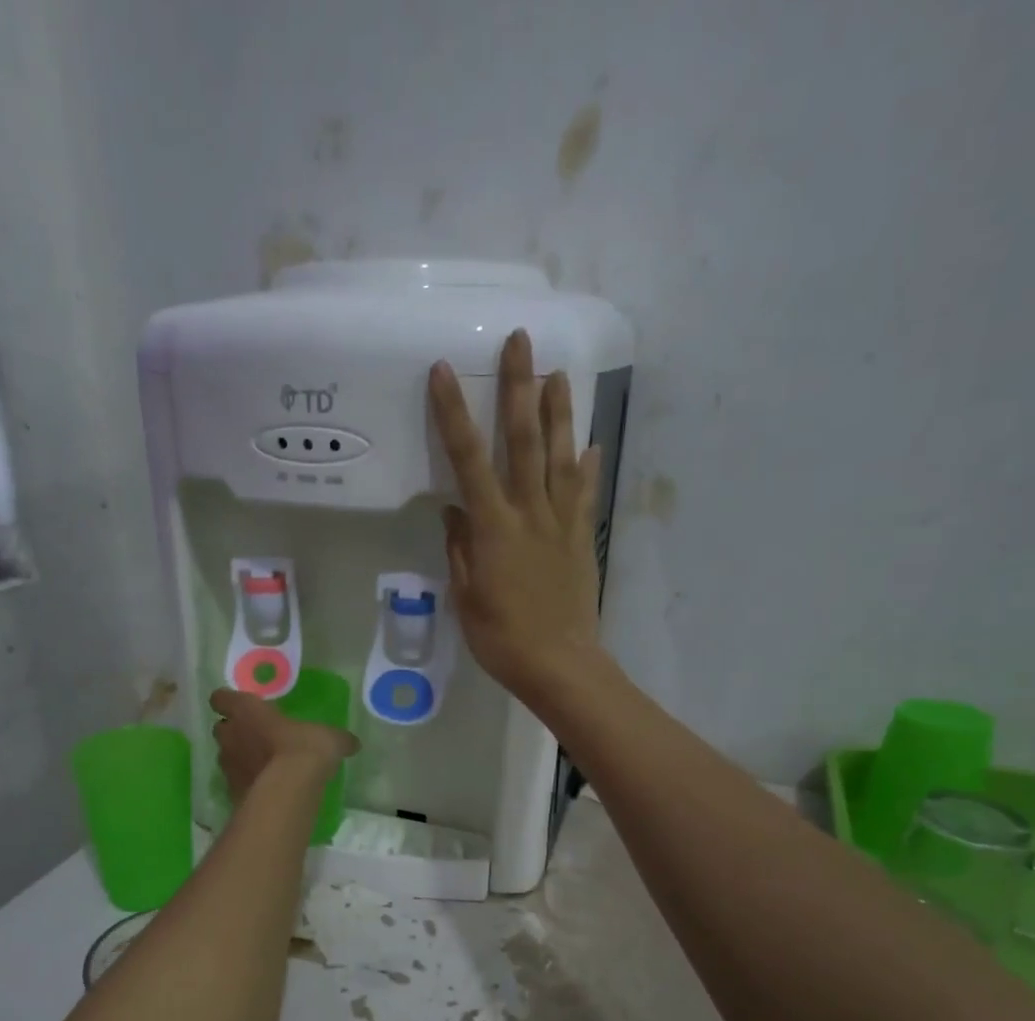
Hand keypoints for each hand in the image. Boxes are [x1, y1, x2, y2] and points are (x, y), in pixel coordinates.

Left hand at [210, 689, 358, 802]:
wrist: (288, 792)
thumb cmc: (304, 749)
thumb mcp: (329, 738)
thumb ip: (337, 739)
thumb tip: (352, 743)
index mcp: (247, 711)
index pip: (222, 698)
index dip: (228, 700)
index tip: (241, 705)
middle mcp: (231, 735)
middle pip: (221, 728)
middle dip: (234, 731)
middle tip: (256, 736)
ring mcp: (228, 766)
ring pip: (226, 756)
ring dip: (239, 758)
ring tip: (262, 764)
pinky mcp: (231, 792)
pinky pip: (235, 782)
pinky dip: (246, 783)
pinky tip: (265, 788)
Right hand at [428, 329, 607, 700]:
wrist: (559, 664)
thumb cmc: (502, 638)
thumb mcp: (467, 597)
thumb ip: (461, 550)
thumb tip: (454, 511)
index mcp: (494, 528)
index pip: (469, 459)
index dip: (454, 413)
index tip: (444, 372)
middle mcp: (530, 513)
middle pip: (525, 441)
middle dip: (519, 388)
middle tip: (521, 341)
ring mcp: (561, 524)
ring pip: (562, 458)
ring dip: (560, 414)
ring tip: (559, 374)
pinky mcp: (582, 540)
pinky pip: (585, 496)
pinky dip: (587, 468)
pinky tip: (590, 446)